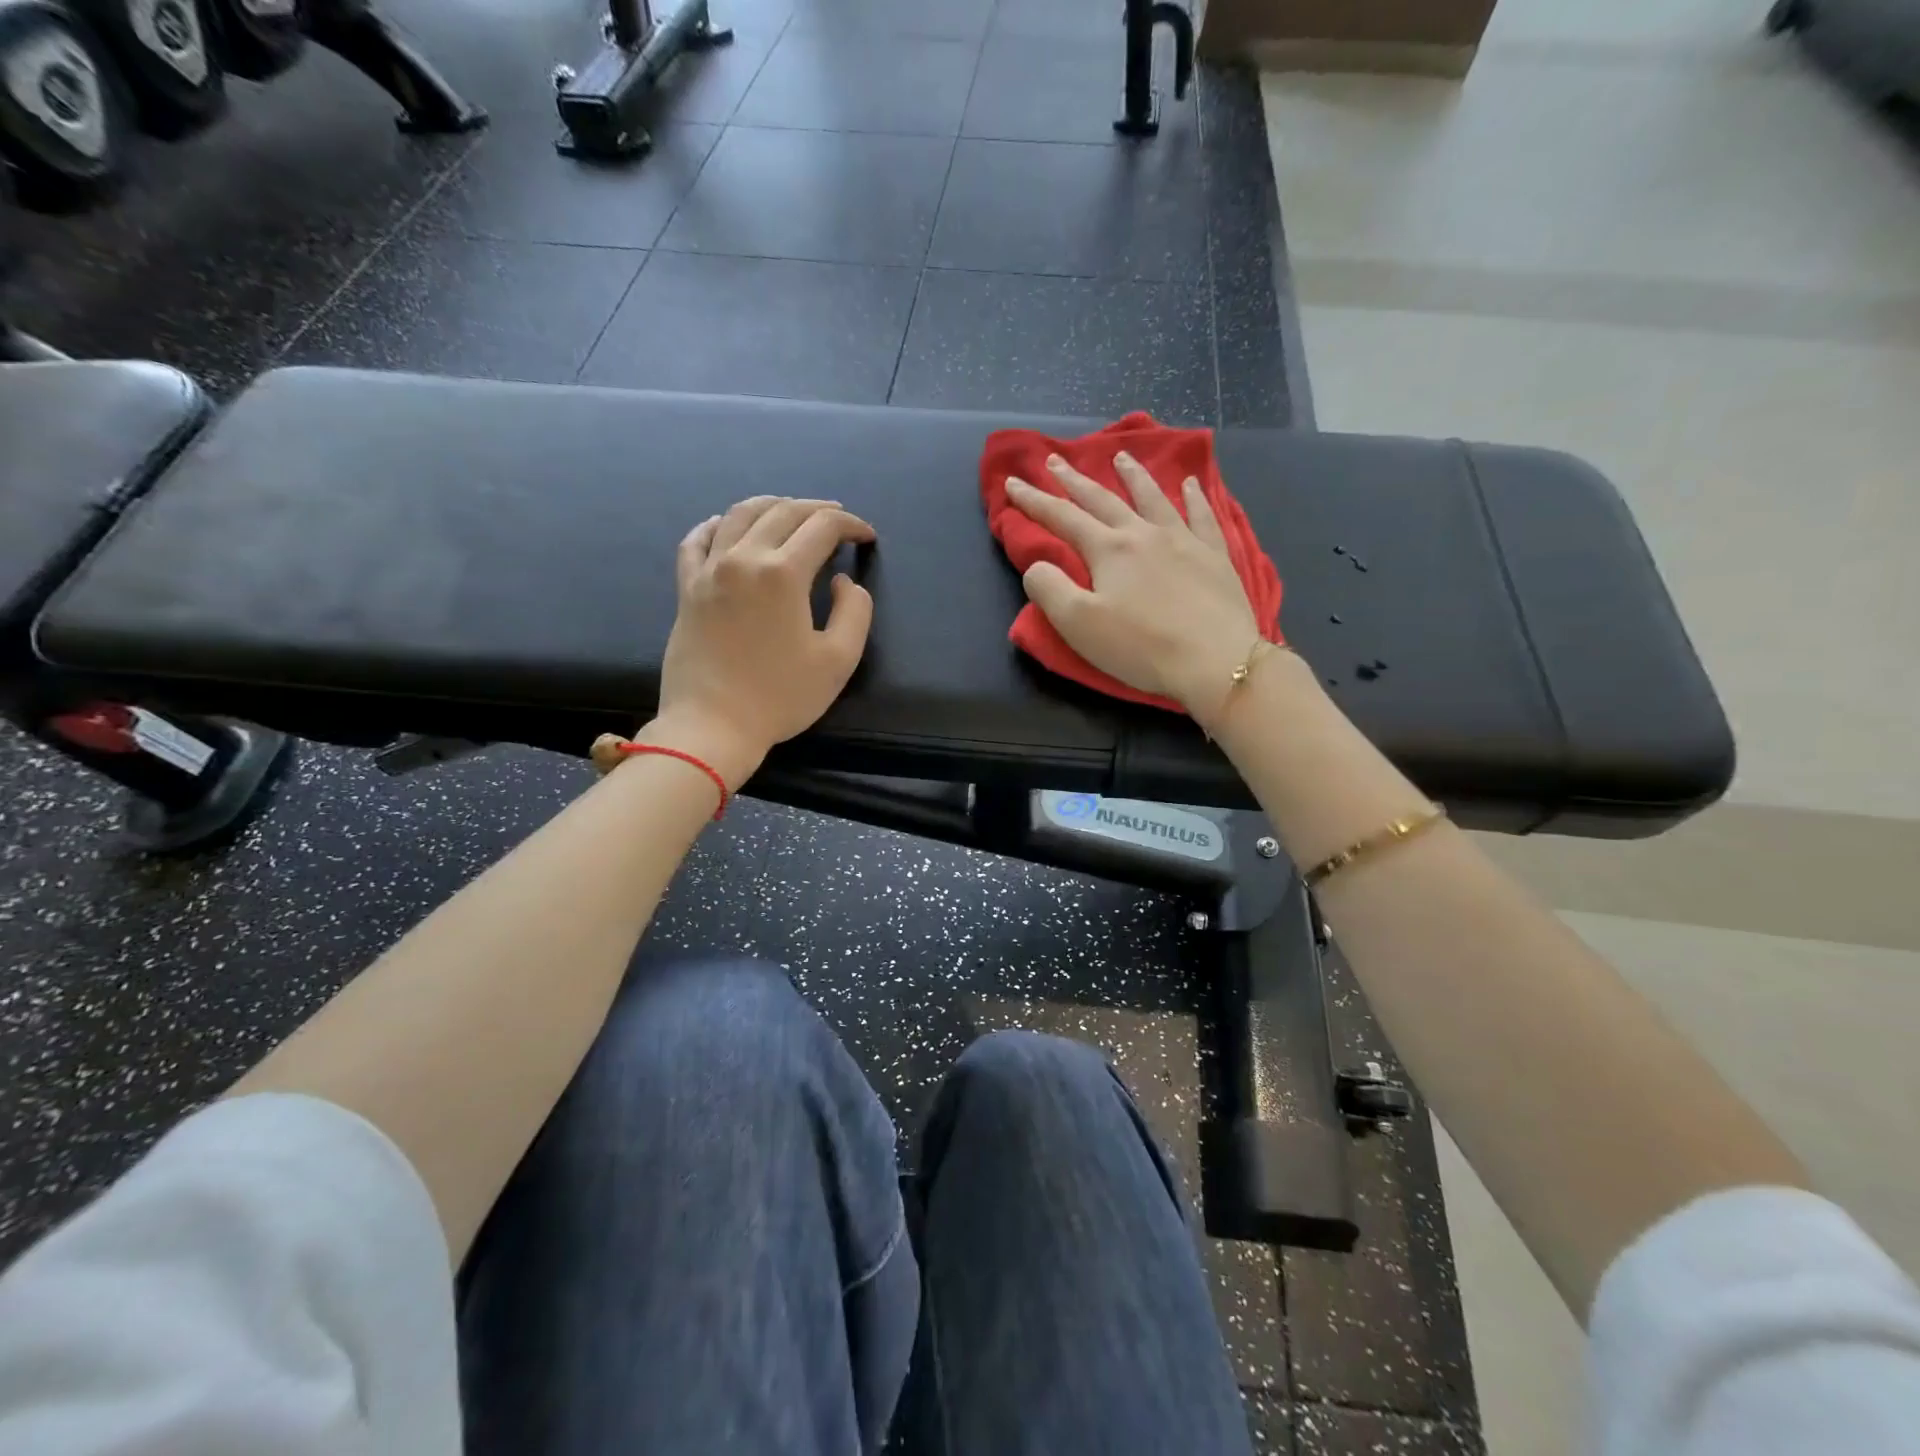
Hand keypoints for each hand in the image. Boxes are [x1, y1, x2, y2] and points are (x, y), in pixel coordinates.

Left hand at [649, 496, 875, 786]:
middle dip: (817, 509)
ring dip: (772, 505)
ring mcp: (709, 570)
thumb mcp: (838, 661)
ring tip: (791, 511)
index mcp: (783, 573)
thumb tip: (842, 582)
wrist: (712, 726)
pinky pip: (696, 540)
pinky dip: (716, 524)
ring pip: (739, 514)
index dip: (851, 525)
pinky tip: (726, 525)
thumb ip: (854, 612)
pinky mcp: (687, 588)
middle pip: (783, 512)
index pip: (822, 527)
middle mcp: (743, 558)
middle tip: (838, 519)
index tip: (867, 538)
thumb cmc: (780, 697)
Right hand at [1005, 453, 1262, 723]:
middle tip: (1055, 459)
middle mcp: (1144, 534)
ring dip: (1133, 476)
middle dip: (1074, 480)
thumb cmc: (1140, 646)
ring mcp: (1184, 541)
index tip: (1012, 482)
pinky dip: (1195, 497)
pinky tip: (1191, 484)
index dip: (1034, 500)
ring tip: (1121, 456)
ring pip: (1153, 498)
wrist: (1214, 660)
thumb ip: (1049, 589)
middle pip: (1103, 500)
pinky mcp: (1215, 557)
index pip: (1062, 518)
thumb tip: (1036, 566)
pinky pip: (1203, 517)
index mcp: (1108, 550)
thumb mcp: (1078, 624)